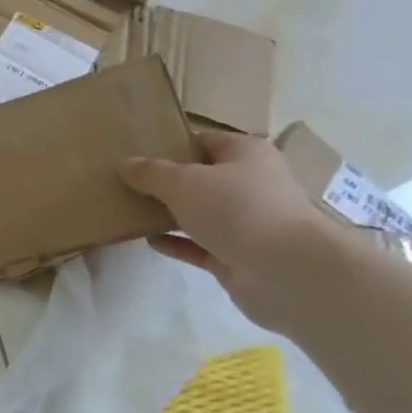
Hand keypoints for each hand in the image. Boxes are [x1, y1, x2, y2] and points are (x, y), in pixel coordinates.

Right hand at [119, 132, 345, 331]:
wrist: (286, 271)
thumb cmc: (237, 208)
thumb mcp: (183, 182)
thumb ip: (150, 173)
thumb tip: (125, 164)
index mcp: (245, 154)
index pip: (204, 141)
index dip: (172, 145)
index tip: (138, 153)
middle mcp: (250, 184)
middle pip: (202, 178)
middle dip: (167, 182)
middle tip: (127, 184)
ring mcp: (246, 223)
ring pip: (200, 213)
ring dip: (170, 214)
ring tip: (131, 211)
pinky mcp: (238, 256)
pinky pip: (199, 245)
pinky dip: (176, 243)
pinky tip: (149, 241)